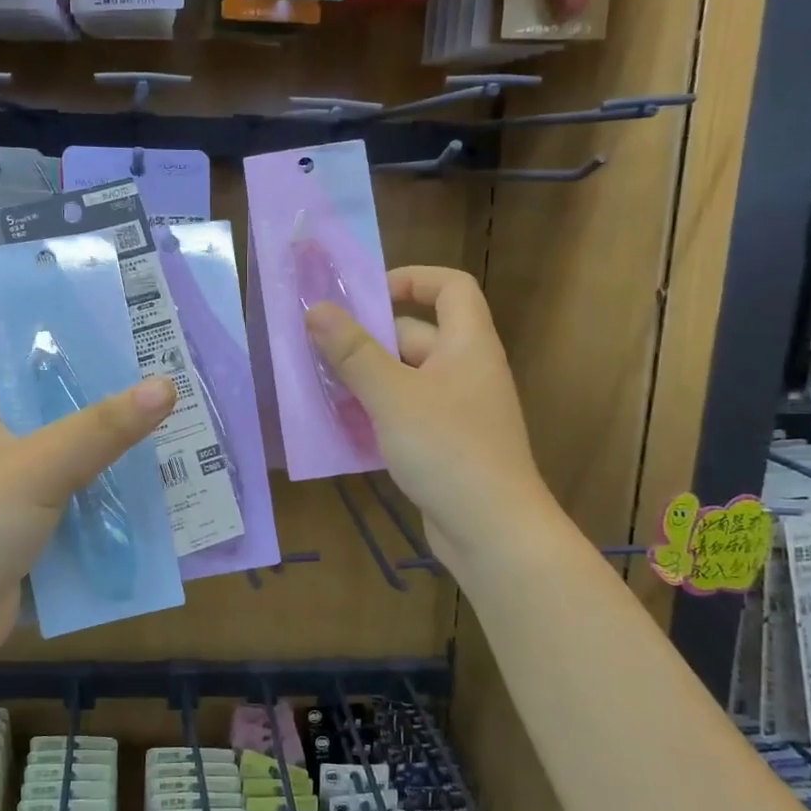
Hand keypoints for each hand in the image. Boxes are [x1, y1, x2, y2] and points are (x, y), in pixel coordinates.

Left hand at [0, 362, 175, 665]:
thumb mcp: (41, 465)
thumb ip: (103, 427)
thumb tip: (166, 385)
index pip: (17, 358)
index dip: (60, 339)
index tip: (116, 330)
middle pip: (51, 407)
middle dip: (100, 397)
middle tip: (158, 380)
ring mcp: (8, 490)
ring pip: (67, 456)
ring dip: (107, 449)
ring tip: (164, 427)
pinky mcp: (26, 529)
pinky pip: (72, 499)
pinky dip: (102, 494)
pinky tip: (146, 487)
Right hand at [305, 266, 550, 577]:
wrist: (493, 531)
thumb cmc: (448, 450)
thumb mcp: (393, 396)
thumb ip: (353, 352)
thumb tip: (317, 308)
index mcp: (468, 344)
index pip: (451, 287)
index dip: (412, 279)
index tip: (366, 295)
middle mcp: (466, 370)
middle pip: (416, 335)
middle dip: (369, 340)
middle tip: (320, 351)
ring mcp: (457, 411)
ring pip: (405, 379)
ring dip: (366, 380)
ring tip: (320, 388)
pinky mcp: (445, 445)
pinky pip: (405, 414)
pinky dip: (376, 414)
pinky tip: (342, 430)